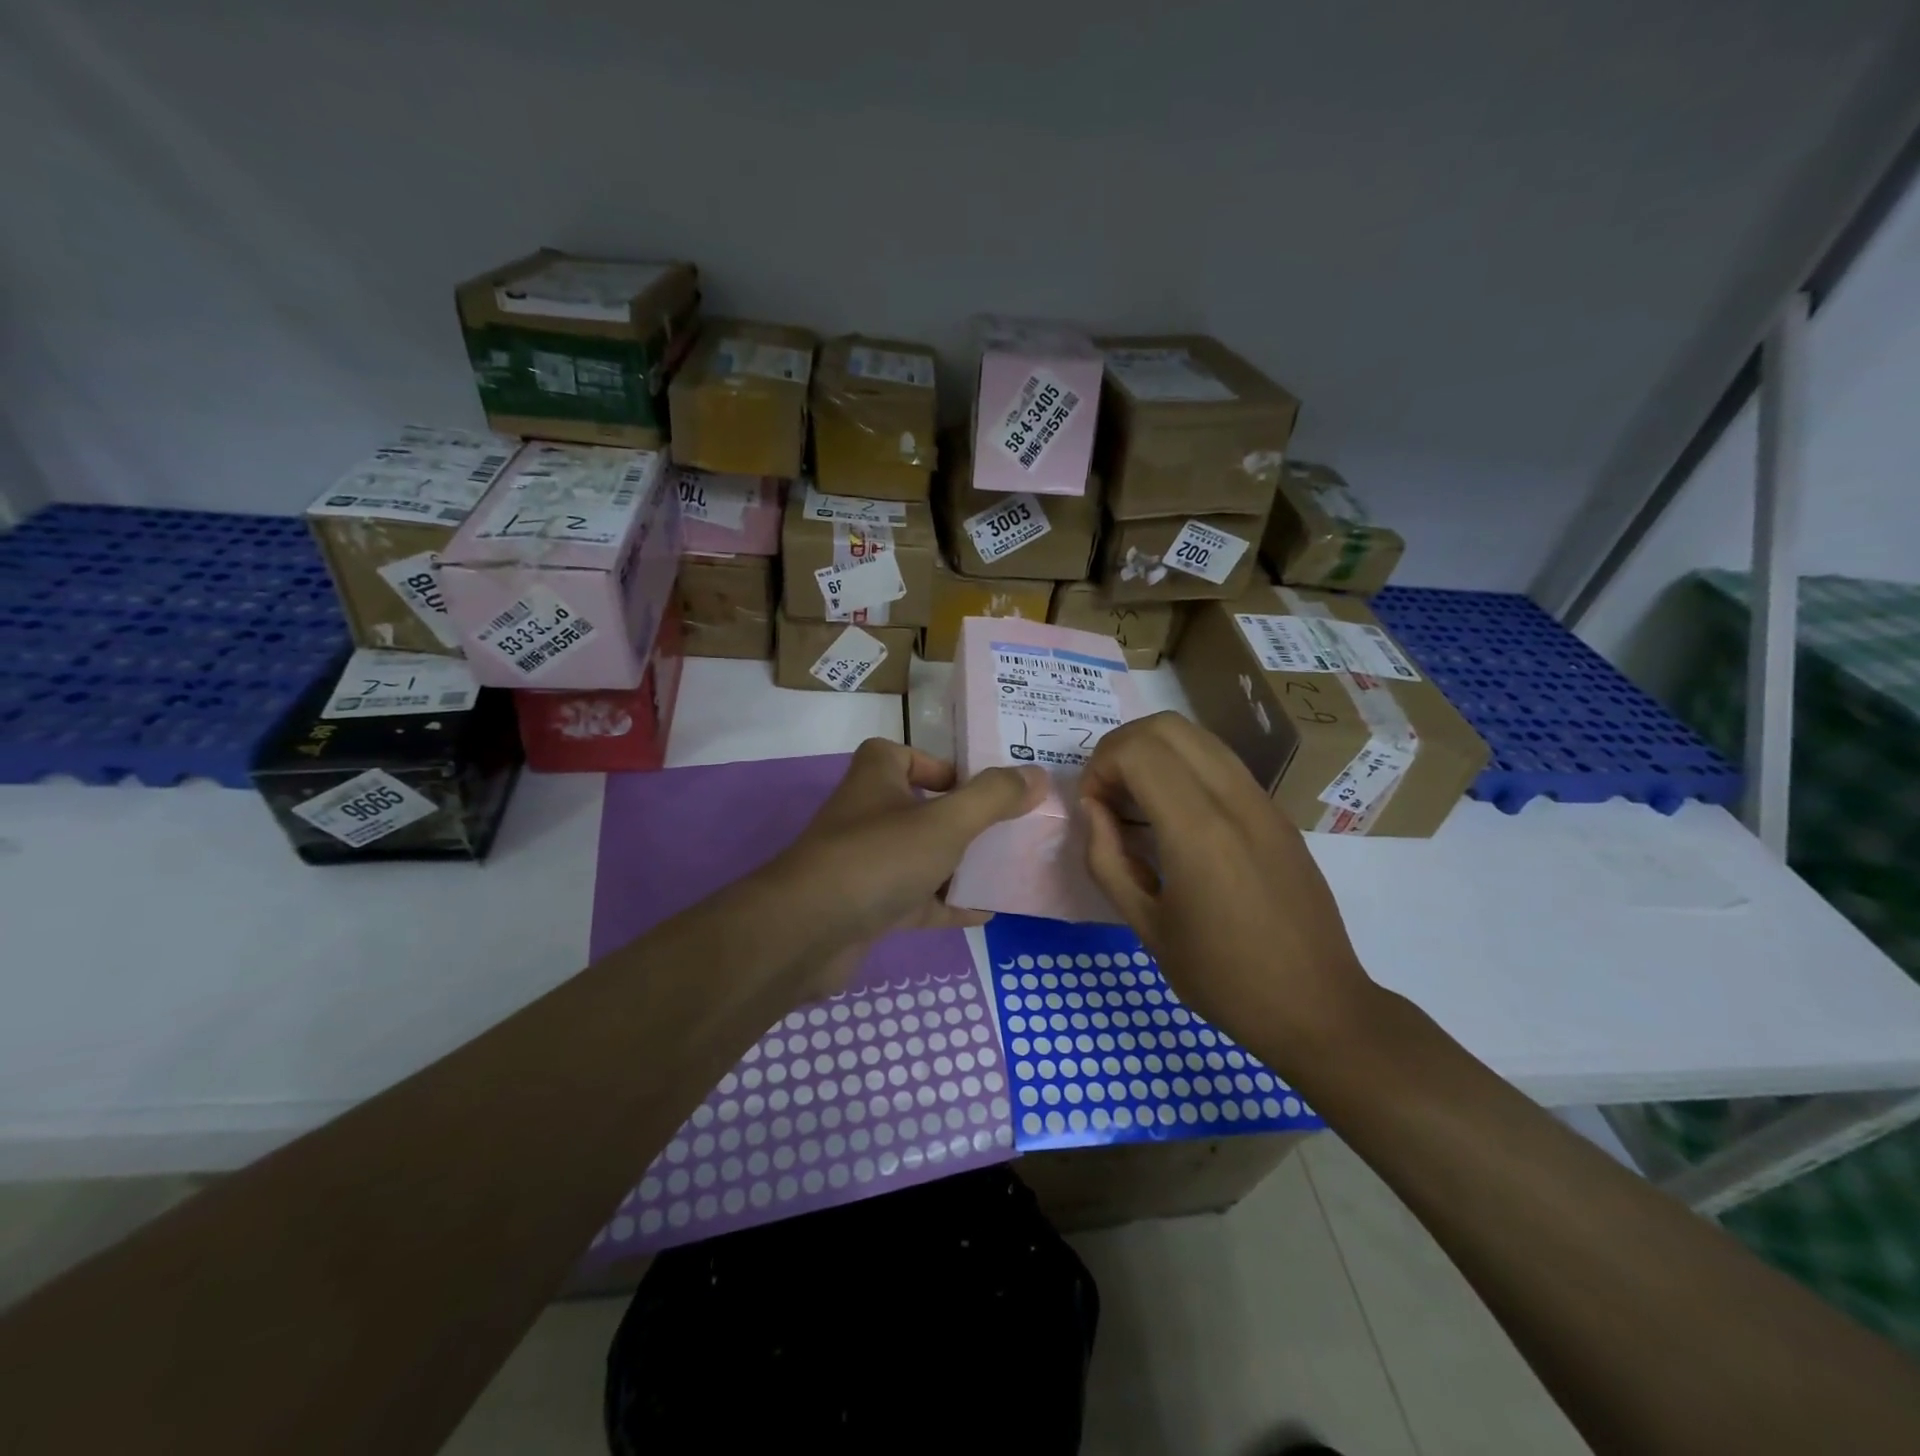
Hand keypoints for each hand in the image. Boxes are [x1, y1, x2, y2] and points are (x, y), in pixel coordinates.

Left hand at [766, 739, 1046, 1000]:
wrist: (808, 931)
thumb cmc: (879, 858)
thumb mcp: (946, 821)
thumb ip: (993, 797)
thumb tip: (1037, 775)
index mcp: (877, 777)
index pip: (905, 755)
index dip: (940, 766)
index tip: (979, 786)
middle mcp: (868, 814)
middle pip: (921, 808)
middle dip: (962, 819)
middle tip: (1008, 828)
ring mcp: (867, 863)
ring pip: (921, 856)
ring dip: (958, 863)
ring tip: (1007, 868)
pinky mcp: (868, 905)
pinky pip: (917, 899)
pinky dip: (948, 903)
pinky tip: (986, 912)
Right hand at [1079, 713, 1376, 1068]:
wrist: (1318, 1007)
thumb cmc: (1223, 978)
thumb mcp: (1145, 927)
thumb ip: (1106, 859)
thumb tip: (1092, 810)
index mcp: (1198, 831)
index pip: (1136, 750)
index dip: (1100, 767)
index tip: (1094, 810)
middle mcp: (1234, 800)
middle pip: (1166, 726)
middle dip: (1122, 748)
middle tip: (1109, 796)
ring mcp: (1262, 802)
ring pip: (1197, 736)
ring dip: (1154, 754)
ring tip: (1138, 805)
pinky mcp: (1277, 813)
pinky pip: (1221, 763)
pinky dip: (1184, 768)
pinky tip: (1176, 819)